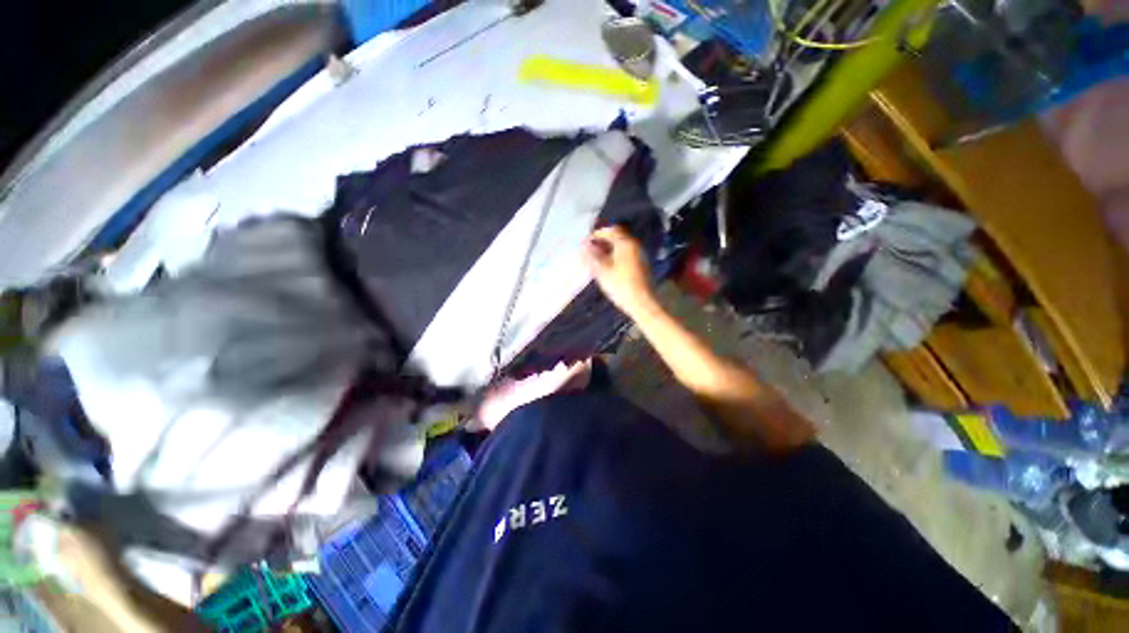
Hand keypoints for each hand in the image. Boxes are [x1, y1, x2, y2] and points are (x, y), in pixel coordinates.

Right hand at [583, 226, 654, 317]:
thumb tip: (583, 245)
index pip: (611, 230)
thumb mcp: (602, 270)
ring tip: (596, 258)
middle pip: (617, 236)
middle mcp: (635, 245)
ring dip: (608, 249)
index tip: (586, 242)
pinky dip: (615, 255)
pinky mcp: (641, 264)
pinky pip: (626, 253)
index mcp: (626, 243)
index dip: (597, 234)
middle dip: (602, 241)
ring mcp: (639, 254)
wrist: (642, 303)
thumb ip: (592, 255)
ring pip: (621, 246)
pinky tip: (608, 266)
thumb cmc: (621, 285)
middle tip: (590, 250)